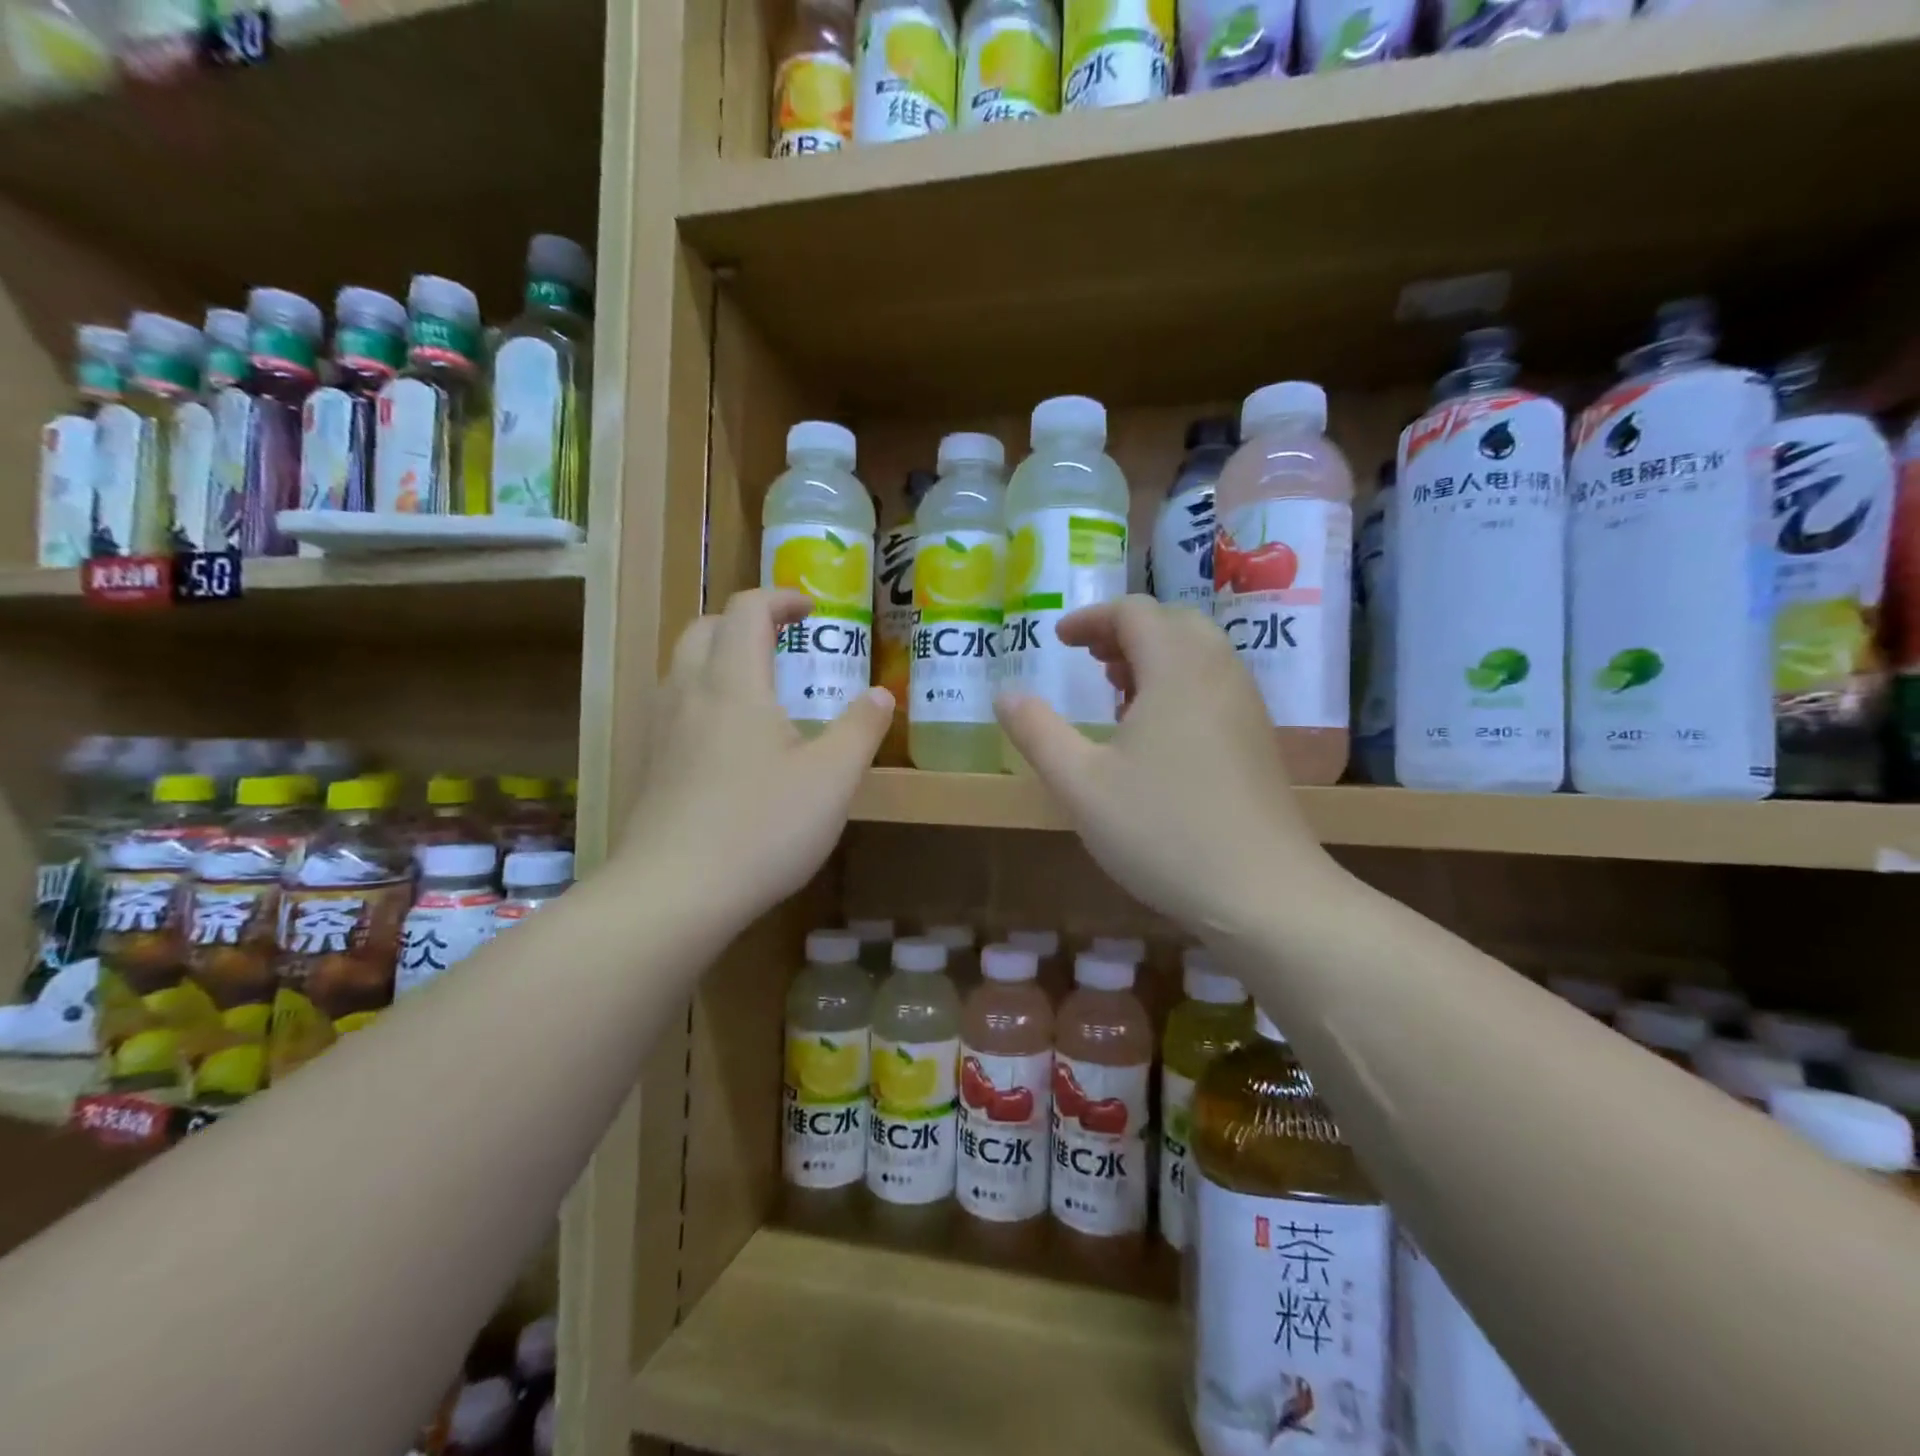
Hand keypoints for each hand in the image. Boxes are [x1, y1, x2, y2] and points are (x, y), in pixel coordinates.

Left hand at [616, 588, 890, 931]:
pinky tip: (729, 743)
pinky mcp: (649, 767)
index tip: (813, 610)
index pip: (747, 610)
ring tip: (758, 688)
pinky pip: (673, 707)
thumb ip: (860, 729)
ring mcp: (660, 731)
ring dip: (719, 657)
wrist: (674, 893)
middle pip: (704, 629)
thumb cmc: (762, 827)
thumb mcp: (833, 779)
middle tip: (782, 643)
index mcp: (733, 683)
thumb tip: (881, 695)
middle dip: (744, 622)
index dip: (780, 599)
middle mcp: (688, 693)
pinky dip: (703, 697)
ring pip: (682, 668)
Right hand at [995, 596, 1336, 936]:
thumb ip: (1037, 732)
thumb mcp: (1080, 784)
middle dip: (1125, 632)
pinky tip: (1156, 735)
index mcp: (1176, 668)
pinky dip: (1179, 683)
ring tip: (1118, 695)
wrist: (1262, 892)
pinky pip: (1215, 684)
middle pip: (1172, 623)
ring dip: (1154, 657)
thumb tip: (1004, 694)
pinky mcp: (1258, 738)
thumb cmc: (1162, 831)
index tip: (1060, 640)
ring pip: (1198, 653)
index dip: (1092, 618)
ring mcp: (1246, 705)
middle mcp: (1218, 672)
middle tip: (1091, 662)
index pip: (1135, 612)